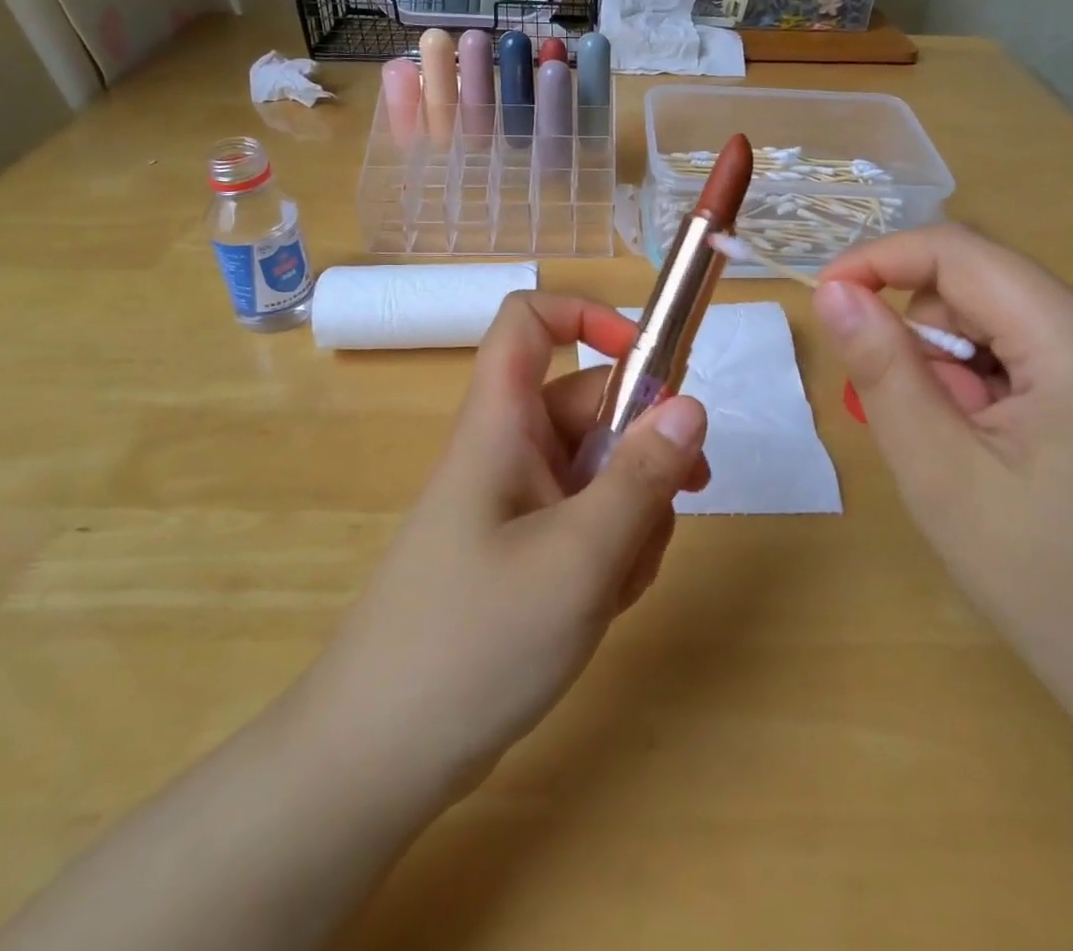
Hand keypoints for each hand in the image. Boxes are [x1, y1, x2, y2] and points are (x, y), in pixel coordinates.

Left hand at [304, 291, 709, 807]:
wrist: (381, 756)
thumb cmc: (475, 640)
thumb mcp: (578, 557)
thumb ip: (641, 477)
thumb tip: (691, 405)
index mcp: (501, 423)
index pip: (530, 321)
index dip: (587, 316)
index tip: (650, 361)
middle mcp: (508, 449)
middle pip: (589, 406)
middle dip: (643, 446)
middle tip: (687, 495)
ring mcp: (516, 502)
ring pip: (597, 471)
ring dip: (633, 512)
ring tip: (625, 578)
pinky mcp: (522, 549)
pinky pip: (584, 521)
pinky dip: (610, 549)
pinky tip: (607, 602)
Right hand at [813, 224, 1072, 749]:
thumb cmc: (1057, 589)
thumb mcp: (942, 476)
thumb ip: (883, 370)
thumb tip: (835, 293)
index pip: (958, 251)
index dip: (878, 261)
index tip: (825, 303)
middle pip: (982, 284)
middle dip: (924, 336)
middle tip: (919, 423)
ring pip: (1003, 314)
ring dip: (956, 363)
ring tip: (966, 448)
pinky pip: (1034, 345)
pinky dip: (991, 379)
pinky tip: (1002, 447)